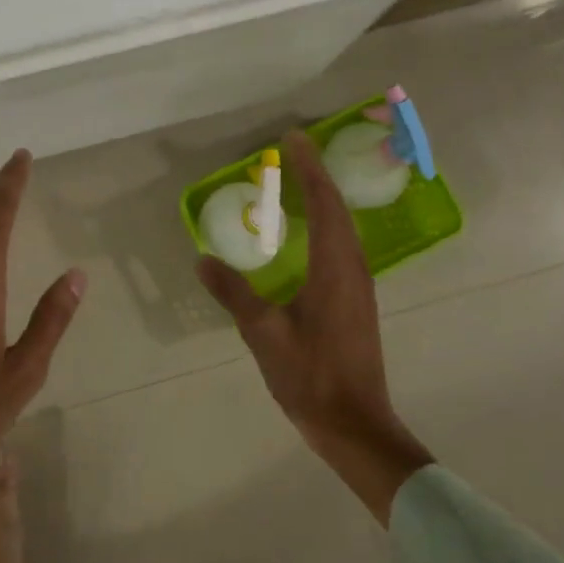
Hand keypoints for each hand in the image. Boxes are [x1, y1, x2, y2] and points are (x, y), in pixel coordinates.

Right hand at [197, 130, 433, 524]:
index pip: (324, 204)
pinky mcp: (357, 302)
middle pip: (338, 210)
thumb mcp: (263, 334)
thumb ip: (234, 294)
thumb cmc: (310, 377)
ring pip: (344, 229)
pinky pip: (344, 247)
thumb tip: (204, 260)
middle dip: (317, 176)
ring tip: (301, 182)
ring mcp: (359, 286)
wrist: (354, 424)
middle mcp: (353, 269)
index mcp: (333, 269)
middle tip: (293, 151)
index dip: (309, 169)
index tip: (294, 138)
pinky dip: (328, 225)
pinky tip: (310, 234)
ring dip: (325, 200)